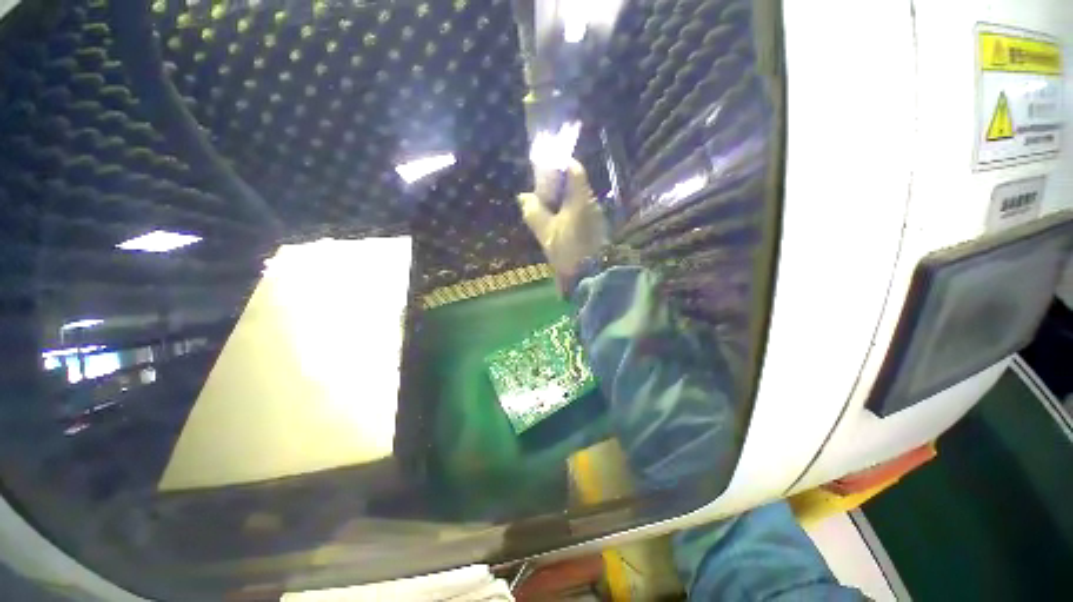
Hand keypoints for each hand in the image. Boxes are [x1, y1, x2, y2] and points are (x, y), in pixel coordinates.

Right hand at [517, 160, 608, 291]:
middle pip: (575, 184)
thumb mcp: (545, 232)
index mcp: (580, 198)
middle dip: (557, 185)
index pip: (574, 169)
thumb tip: (524, 197)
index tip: (545, 170)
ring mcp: (596, 215)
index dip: (559, 165)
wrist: (591, 275)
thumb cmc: (568, 250)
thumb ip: (533, 212)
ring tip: (547, 210)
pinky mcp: (597, 227)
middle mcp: (591, 202)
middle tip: (541, 193)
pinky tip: (559, 223)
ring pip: (577, 199)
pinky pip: (581, 211)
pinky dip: (569, 212)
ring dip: (563, 200)